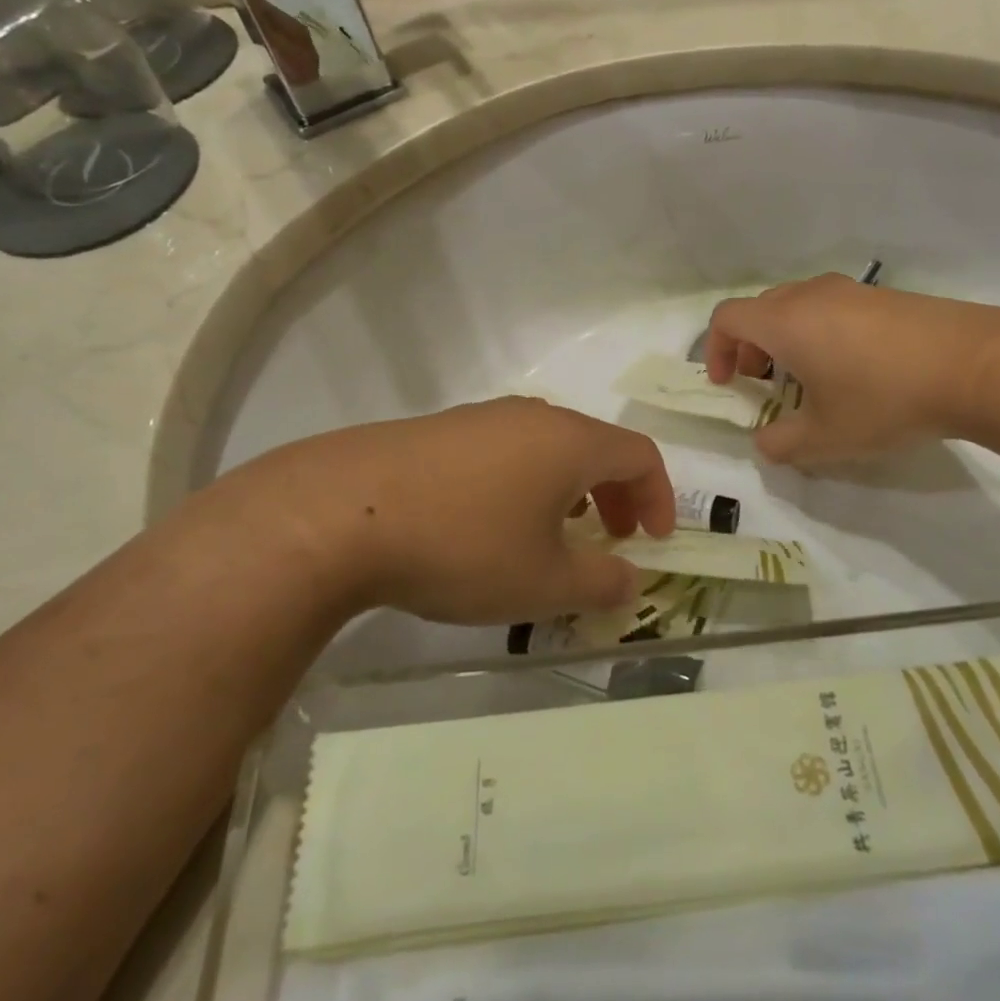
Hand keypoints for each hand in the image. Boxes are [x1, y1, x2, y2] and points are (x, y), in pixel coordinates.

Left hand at [228, 397, 675, 623]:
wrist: (340, 513)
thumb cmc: (463, 545)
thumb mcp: (543, 582)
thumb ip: (601, 583)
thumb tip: (631, 581)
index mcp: (570, 441)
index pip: (640, 454)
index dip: (659, 496)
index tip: (656, 540)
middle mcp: (532, 417)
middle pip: (596, 446)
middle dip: (616, 493)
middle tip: (614, 537)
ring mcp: (481, 418)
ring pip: (548, 447)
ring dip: (570, 488)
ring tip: (555, 533)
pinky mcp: (440, 431)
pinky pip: (505, 451)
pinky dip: (525, 482)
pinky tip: (492, 522)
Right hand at [705, 274, 999, 465]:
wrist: (974, 365)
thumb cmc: (883, 399)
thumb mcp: (824, 438)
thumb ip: (781, 444)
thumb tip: (766, 442)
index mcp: (784, 321)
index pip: (727, 318)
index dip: (715, 350)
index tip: (728, 384)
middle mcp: (811, 295)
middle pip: (761, 309)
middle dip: (750, 347)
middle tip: (763, 384)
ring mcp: (852, 291)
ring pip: (799, 307)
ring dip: (787, 340)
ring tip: (810, 381)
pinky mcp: (886, 297)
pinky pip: (834, 309)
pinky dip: (822, 334)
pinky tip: (855, 371)